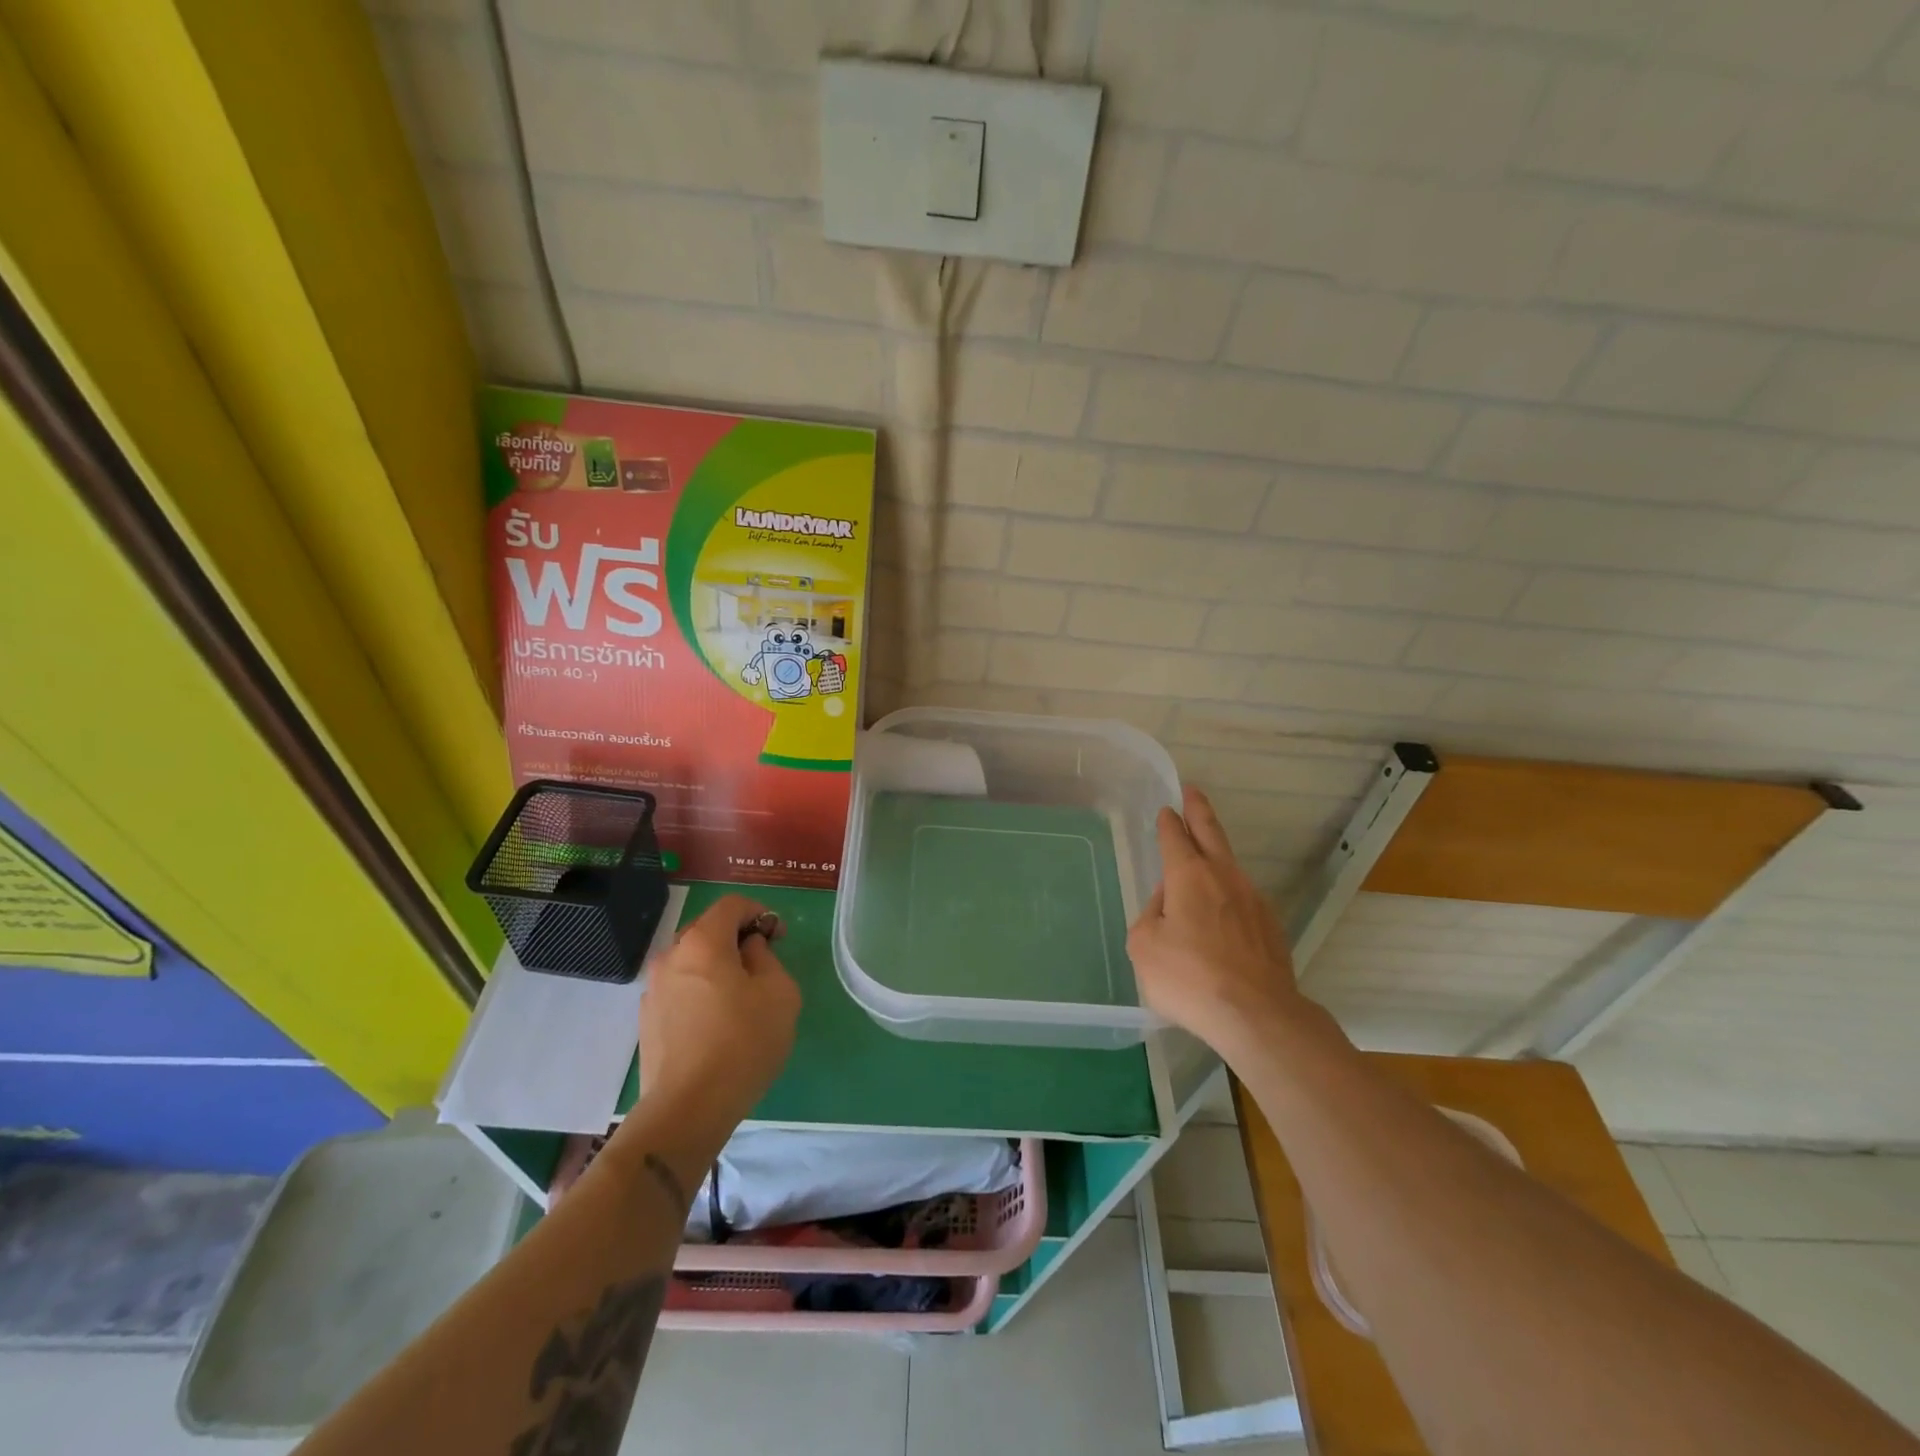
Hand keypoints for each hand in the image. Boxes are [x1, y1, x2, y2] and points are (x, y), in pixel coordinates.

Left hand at [636, 894, 800, 1137]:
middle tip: (763, 965)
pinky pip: (680, 989)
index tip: (778, 938)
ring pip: (692, 961)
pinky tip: (716, 1023)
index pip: (731, 905)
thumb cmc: (743, 1042)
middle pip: (707, 930)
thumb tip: (749, 950)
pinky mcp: (647, 1020)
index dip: (760, 912)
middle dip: (737, 938)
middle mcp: (671, 956)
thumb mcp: (779, 992)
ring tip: (740, 998)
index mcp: (702, 941)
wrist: (687, 1108)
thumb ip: (766, 957)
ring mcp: (653, 989)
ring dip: (717, 966)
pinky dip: (700, 991)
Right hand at [1127, 786, 1303, 1057]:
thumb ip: (1150, 916)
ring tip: (1204, 857)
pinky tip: (1222, 915)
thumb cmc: (1190, 977)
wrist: (1257, 1015)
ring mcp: (1253, 900)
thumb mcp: (1144, 946)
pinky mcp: (1271, 927)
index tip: (1166, 810)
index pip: (1175, 837)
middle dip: (1199, 811)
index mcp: (1188, 876)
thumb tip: (1168, 905)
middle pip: (1211, 834)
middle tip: (1193, 792)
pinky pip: (1242, 900)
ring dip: (1215, 855)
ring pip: (1229, 867)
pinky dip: (1229, 896)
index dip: (1168, 822)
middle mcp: (1224, 877)